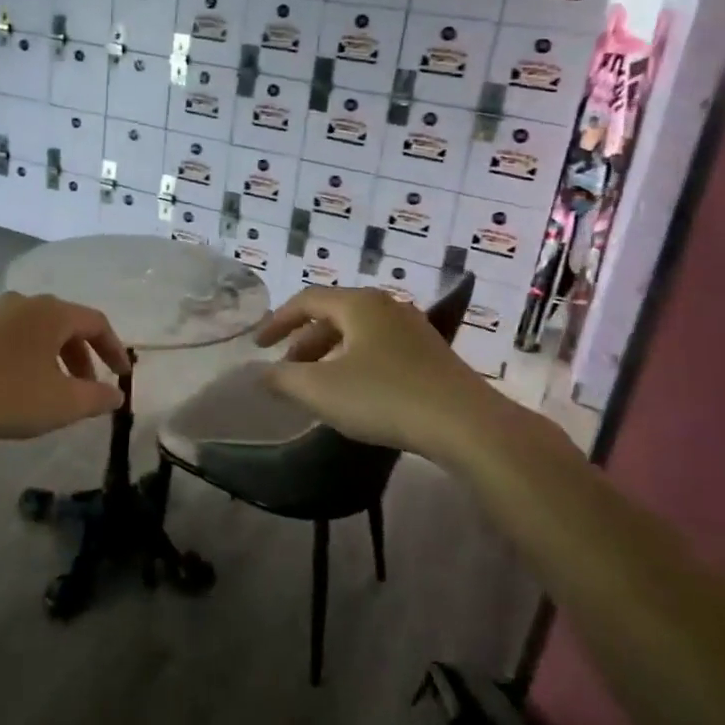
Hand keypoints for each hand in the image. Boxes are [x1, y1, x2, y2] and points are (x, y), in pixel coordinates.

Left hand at [0, 292, 130, 446]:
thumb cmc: (6, 395)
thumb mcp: (62, 403)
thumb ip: (97, 397)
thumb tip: (117, 394)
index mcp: (52, 312)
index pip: (96, 322)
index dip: (114, 349)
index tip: (122, 375)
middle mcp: (25, 302)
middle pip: (67, 324)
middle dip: (84, 356)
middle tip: (89, 388)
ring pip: (39, 331)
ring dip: (56, 358)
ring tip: (56, 391)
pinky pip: (14, 338)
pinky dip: (30, 357)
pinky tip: (21, 386)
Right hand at [255, 286, 484, 458]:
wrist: (466, 424)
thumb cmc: (384, 397)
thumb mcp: (320, 390)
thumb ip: (282, 379)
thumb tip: (260, 374)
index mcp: (358, 303)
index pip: (306, 300)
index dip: (277, 321)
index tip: (259, 345)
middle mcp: (386, 306)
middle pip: (333, 315)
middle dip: (304, 342)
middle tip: (287, 370)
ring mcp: (413, 328)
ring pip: (357, 333)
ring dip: (329, 355)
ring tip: (316, 386)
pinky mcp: (430, 354)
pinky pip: (379, 348)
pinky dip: (355, 363)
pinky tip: (355, 394)